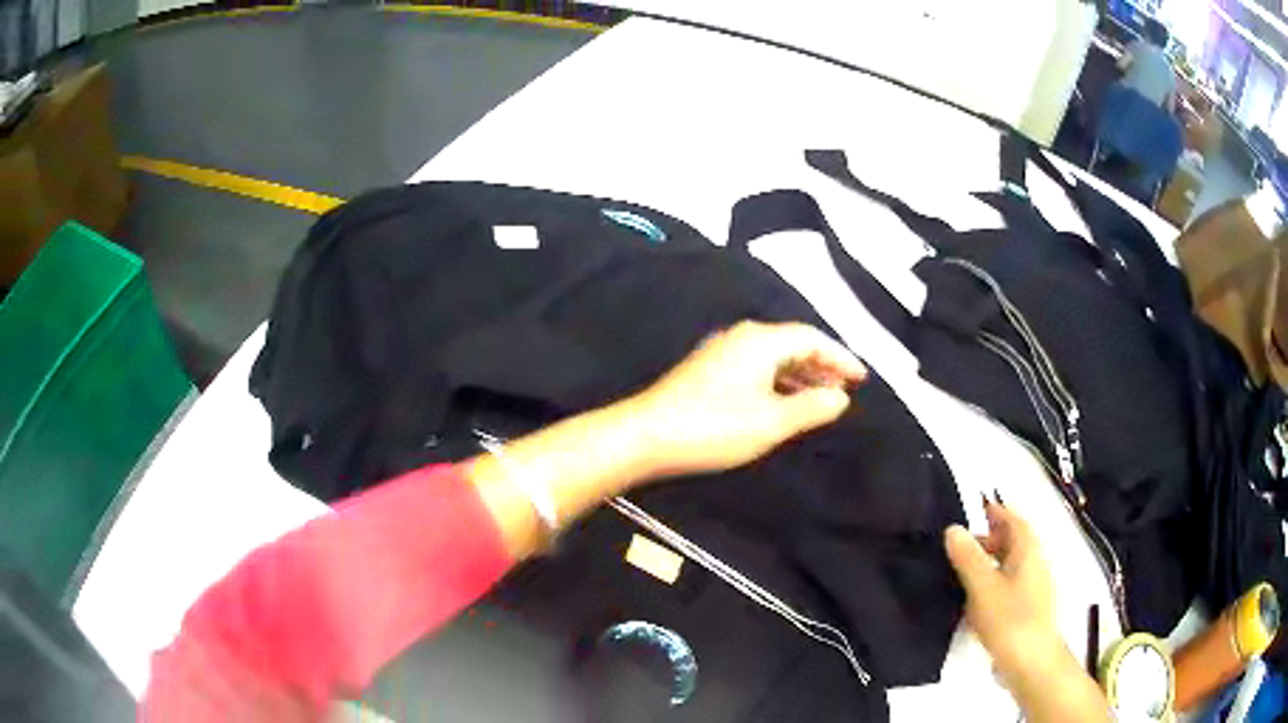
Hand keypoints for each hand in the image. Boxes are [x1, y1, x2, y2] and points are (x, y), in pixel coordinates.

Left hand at [624, 320, 866, 478]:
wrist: (646, 435)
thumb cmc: (713, 427)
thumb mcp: (771, 422)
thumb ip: (811, 407)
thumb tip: (841, 396)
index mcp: (760, 341)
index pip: (812, 338)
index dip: (840, 357)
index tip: (862, 378)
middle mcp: (742, 337)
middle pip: (793, 343)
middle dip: (823, 364)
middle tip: (847, 387)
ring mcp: (722, 352)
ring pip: (773, 356)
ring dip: (801, 374)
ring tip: (822, 396)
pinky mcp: (708, 369)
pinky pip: (757, 367)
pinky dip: (778, 381)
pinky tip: (784, 401)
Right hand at [945, 502, 1112, 721]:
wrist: (1031, 662)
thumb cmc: (1010, 619)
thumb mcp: (983, 587)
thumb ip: (968, 558)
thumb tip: (953, 529)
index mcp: (1028, 550)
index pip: (1013, 520)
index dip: (995, 511)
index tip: (973, 508)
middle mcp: (1035, 563)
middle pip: (1013, 542)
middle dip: (988, 539)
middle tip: (959, 547)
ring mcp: (1033, 587)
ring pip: (1010, 565)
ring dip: (989, 563)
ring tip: (961, 575)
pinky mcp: (1028, 609)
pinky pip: (1009, 586)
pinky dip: (992, 584)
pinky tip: (974, 603)